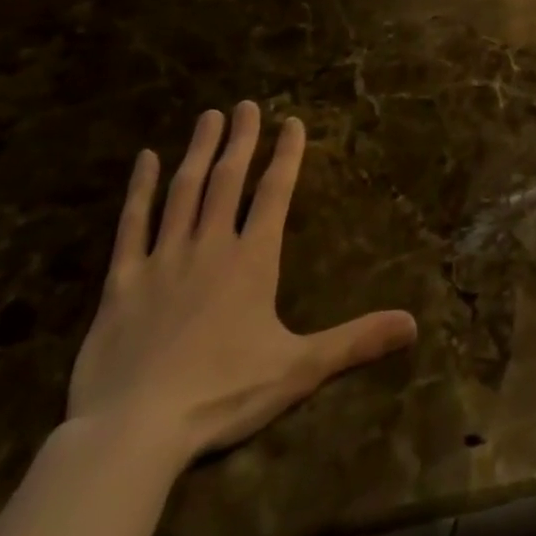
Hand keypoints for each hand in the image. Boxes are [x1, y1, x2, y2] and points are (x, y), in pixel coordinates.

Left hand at [67, 102, 417, 470]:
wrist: (132, 432)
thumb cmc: (222, 395)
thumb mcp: (299, 369)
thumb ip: (355, 341)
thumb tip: (414, 323)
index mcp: (253, 261)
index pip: (275, 193)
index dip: (286, 155)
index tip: (291, 121)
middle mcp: (210, 246)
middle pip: (228, 180)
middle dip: (241, 139)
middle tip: (245, 103)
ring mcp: (162, 260)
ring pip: (184, 191)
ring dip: (199, 151)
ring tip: (209, 116)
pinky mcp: (121, 282)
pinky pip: (131, 225)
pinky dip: (139, 190)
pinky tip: (145, 159)